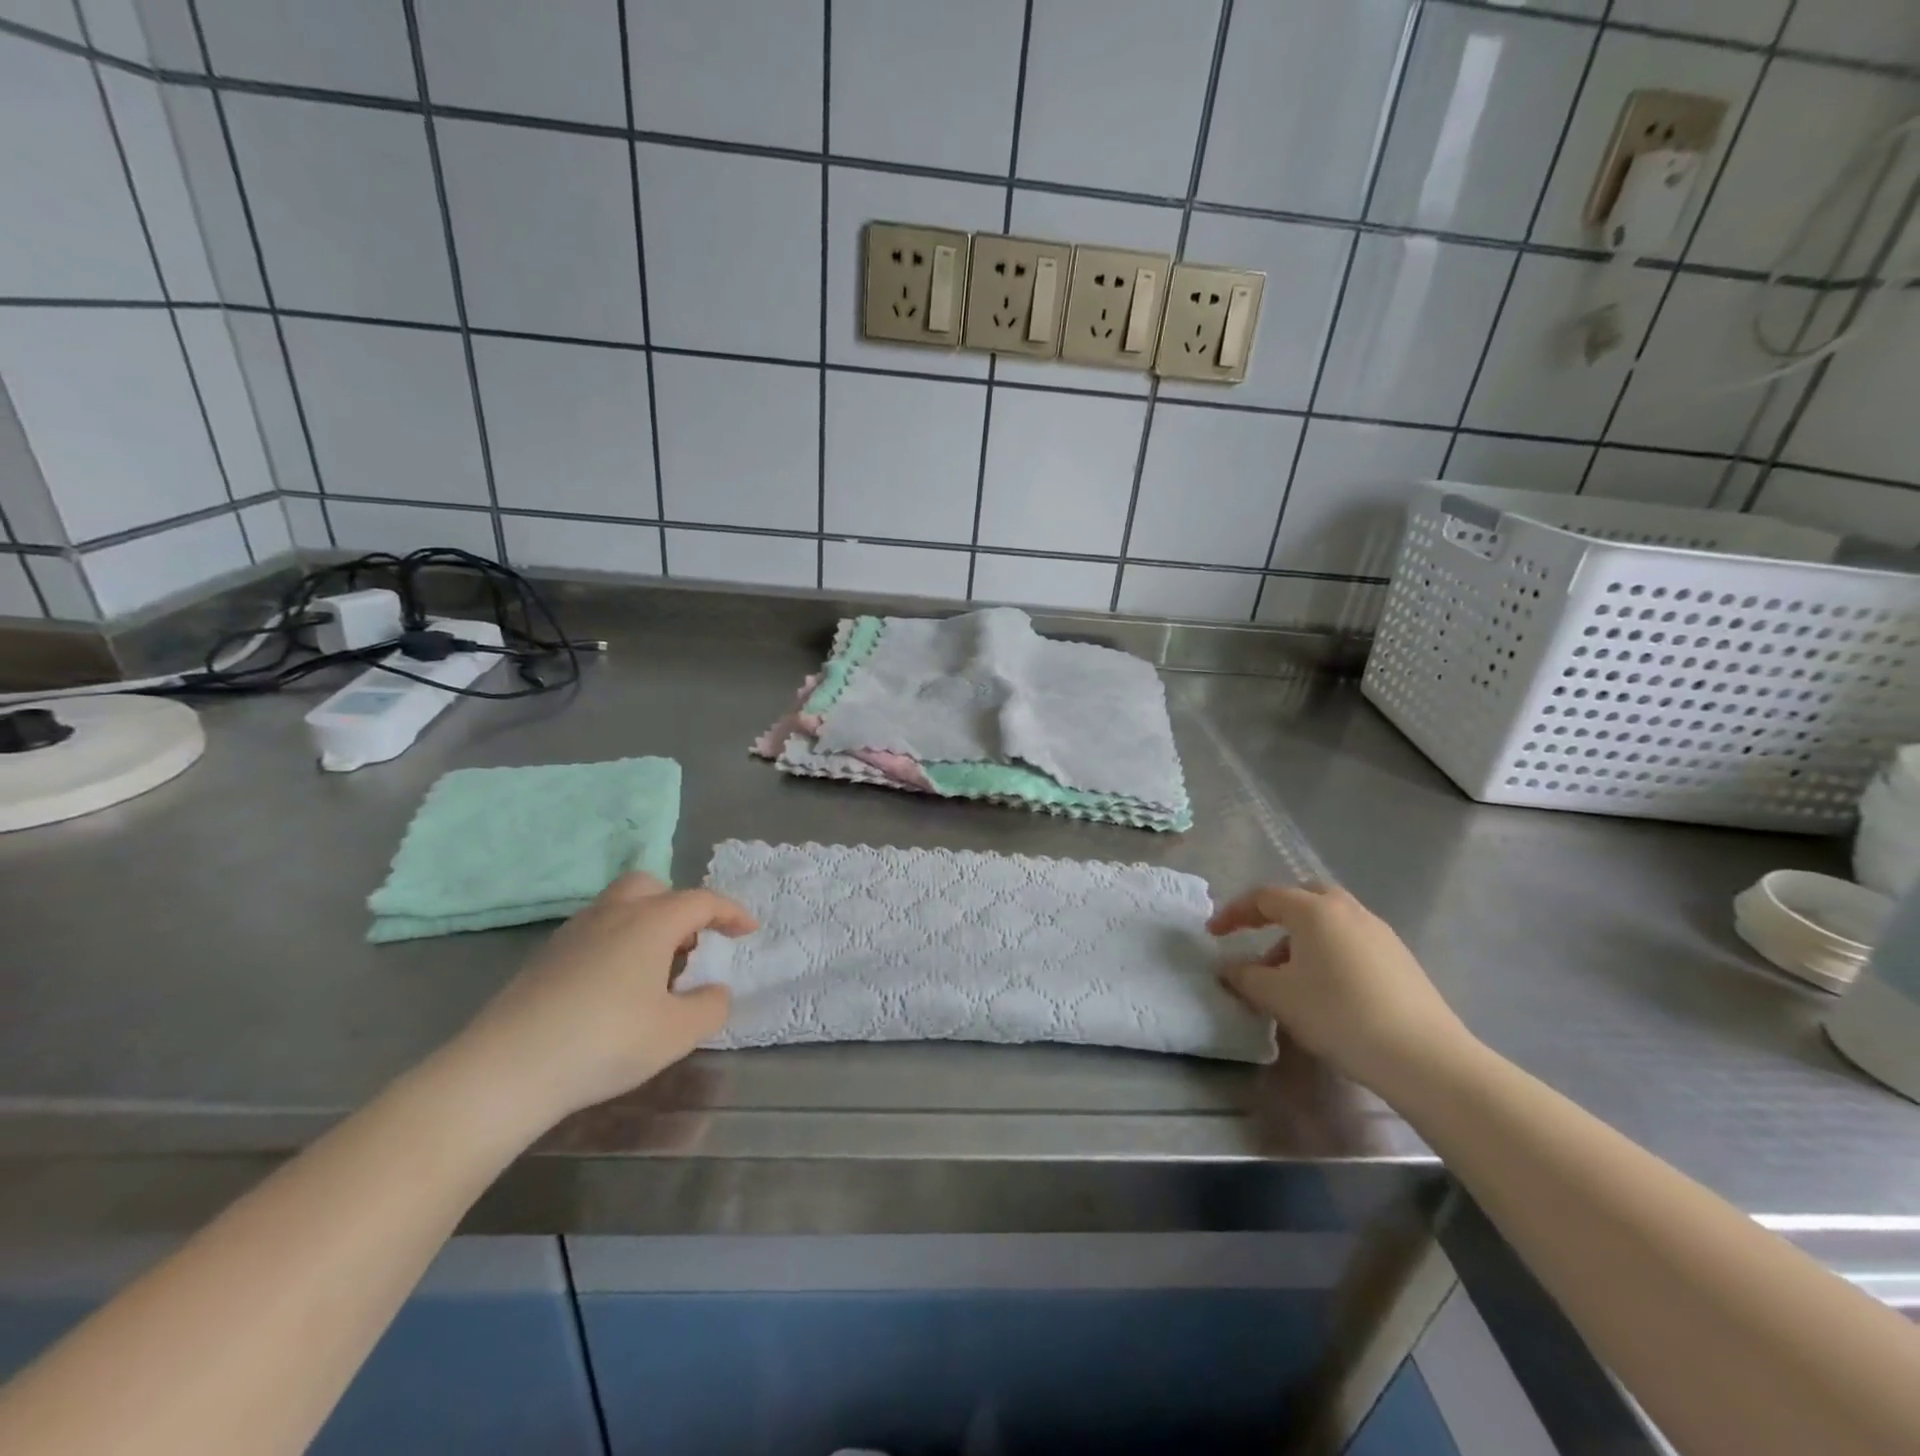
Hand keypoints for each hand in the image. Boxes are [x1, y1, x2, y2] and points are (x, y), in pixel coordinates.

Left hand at [446, 874, 756, 1128]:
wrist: (504, 1070)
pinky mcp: (546, 958)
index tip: (749, 931)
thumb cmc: (605, 1042)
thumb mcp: (676, 1033)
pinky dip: (619, 944)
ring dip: (648, 926)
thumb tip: (716, 991)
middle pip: (653, 887)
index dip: (731, 913)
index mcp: (651, 922)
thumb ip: (710, 1007)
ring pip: (621, 908)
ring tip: (657, 974)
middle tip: (692, 945)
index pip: (701, 901)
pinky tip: (616, 989)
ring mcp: (573, 933)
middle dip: (680, 908)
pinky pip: (596, 932)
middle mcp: (613, 914)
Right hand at [1208, 883, 1477, 1092]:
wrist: (1423, 1057)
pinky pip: (1351, 941)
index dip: (1234, 913)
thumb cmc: (1338, 1014)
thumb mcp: (1278, 997)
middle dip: (1274, 916)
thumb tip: (1227, 967)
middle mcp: (1347, 910)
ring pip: (1329, 921)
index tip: (1213, 934)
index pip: (1264, 897)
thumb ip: (1245, 976)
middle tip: (1256, 940)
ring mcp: (1379, 932)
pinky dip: (1328, 953)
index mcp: (1314, 910)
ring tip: (1288, 977)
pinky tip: (1326, 990)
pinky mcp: (1399, 958)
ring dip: (1301, 939)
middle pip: (1303, 898)